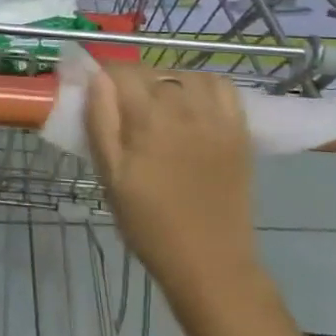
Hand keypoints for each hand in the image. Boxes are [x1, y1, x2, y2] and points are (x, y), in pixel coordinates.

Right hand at [84, 67, 259, 297]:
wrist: (210, 264)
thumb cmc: (150, 224)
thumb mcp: (111, 177)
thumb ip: (101, 121)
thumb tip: (96, 77)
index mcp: (148, 118)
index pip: (121, 72)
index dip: (105, 78)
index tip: (99, 94)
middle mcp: (184, 107)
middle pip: (152, 72)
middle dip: (134, 83)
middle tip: (126, 111)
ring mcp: (216, 116)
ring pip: (184, 75)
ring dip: (167, 82)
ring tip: (160, 107)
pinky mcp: (239, 129)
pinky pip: (221, 85)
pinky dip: (203, 85)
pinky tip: (194, 104)